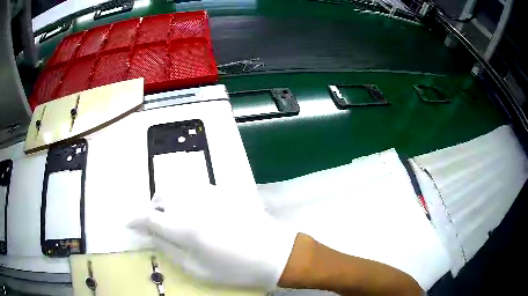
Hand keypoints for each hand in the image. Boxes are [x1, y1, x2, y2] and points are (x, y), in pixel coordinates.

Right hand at [128, 184, 297, 289]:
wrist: (275, 252)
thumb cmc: (237, 269)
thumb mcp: (198, 270)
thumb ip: (171, 250)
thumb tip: (153, 235)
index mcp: (185, 229)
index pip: (149, 217)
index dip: (134, 219)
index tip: (127, 222)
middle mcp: (193, 205)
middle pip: (161, 195)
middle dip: (153, 207)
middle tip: (156, 222)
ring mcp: (210, 194)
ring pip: (176, 186)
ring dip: (168, 199)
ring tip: (173, 214)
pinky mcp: (223, 191)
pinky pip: (194, 186)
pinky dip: (185, 194)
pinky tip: (193, 208)